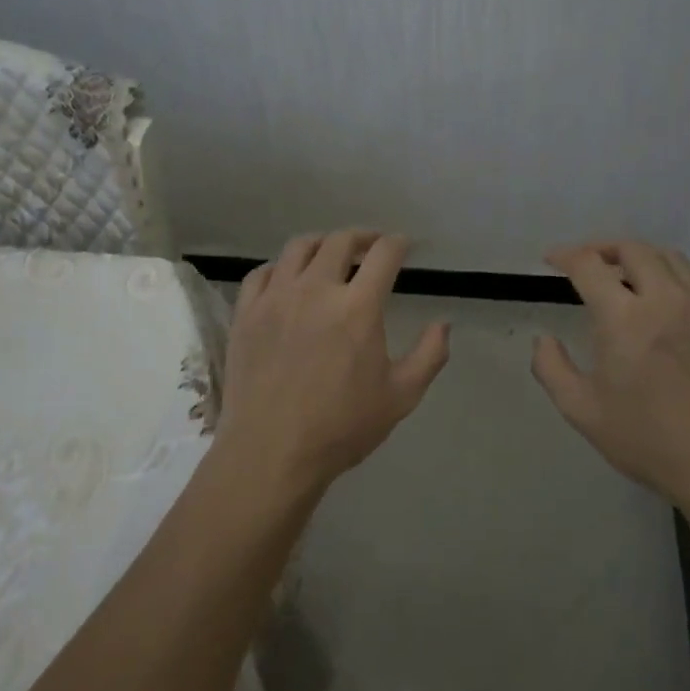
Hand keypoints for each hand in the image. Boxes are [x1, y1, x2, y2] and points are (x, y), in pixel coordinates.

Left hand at [214, 230, 450, 496]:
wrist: (271, 452)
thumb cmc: (341, 428)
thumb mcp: (401, 397)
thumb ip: (429, 355)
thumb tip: (444, 323)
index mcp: (357, 307)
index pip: (383, 254)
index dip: (398, 243)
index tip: (403, 246)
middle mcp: (316, 289)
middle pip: (340, 241)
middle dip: (362, 237)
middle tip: (371, 247)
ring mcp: (275, 298)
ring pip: (298, 247)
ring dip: (321, 244)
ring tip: (330, 255)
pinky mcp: (246, 313)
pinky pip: (262, 273)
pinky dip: (280, 268)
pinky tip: (287, 280)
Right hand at [532, 241, 689, 518]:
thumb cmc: (649, 440)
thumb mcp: (582, 411)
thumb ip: (552, 369)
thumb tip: (543, 340)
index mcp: (624, 318)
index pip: (589, 265)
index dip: (565, 255)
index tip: (551, 259)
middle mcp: (665, 299)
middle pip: (633, 249)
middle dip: (603, 248)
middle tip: (587, 263)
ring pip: (670, 258)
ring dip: (641, 258)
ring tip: (626, 275)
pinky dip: (675, 278)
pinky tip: (668, 302)